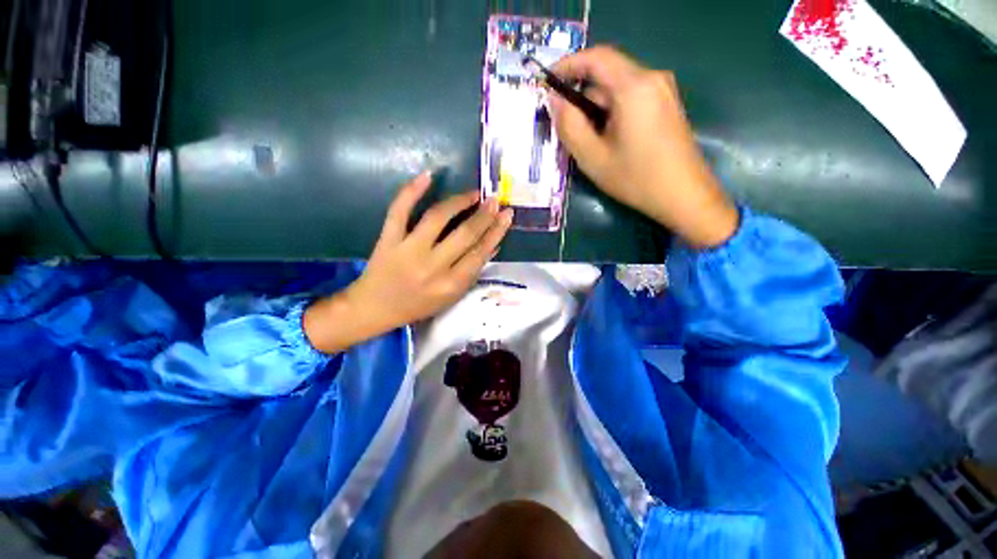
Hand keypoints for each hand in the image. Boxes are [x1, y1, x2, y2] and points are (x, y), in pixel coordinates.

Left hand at [304, 172, 512, 352]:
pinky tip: (428, 176)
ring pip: (437, 217)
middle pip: (464, 234)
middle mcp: (432, 266)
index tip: (507, 215)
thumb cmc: (418, 305)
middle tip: (495, 200)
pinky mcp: (388, 239)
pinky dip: (412, 191)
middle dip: (484, 215)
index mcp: (451, 284)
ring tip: (474, 193)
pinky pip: (399, 211)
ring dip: (459, 201)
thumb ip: (472, 272)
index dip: (496, 231)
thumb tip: (493, 246)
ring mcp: (408, 250)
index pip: (480, 253)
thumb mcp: (451, 297)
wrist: (375, 308)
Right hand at [550, 46, 738, 247]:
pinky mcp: (666, 105)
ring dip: (596, 107)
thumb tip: (554, 100)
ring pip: (618, 88)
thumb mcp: (593, 157)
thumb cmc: (636, 178)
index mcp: (633, 87)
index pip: (595, 57)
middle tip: (564, 125)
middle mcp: (652, 78)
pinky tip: (607, 138)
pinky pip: (631, 98)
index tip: (548, 83)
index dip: (567, 65)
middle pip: (607, 74)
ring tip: (586, 139)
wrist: (683, 196)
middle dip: (581, 95)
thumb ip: (569, 125)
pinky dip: (612, 111)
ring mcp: (663, 91)